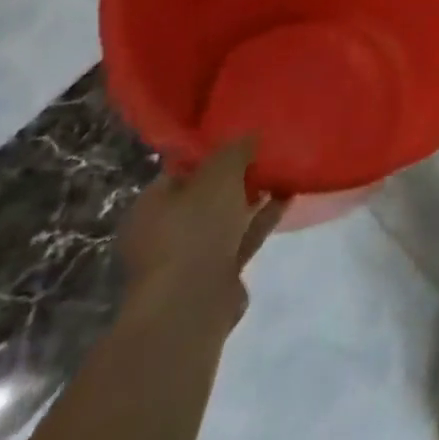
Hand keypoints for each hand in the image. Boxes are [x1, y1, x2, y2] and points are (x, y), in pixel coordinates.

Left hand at [119, 138, 281, 326]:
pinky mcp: (214, 277)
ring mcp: (188, 257)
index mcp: (151, 206)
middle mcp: (163, 232)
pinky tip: (287, 198)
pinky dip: (261, 219)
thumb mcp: (220, 173)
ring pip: (225, 218)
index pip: (182, 169)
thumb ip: (236, 149)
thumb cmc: (195, 230)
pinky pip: (241, 238)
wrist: (192, 306)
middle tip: (266, 154)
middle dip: (236, 177)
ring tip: (284, 171)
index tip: (243, 138)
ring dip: (253, 198)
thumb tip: (250, 134)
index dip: (212, 152)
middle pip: (205, 195)